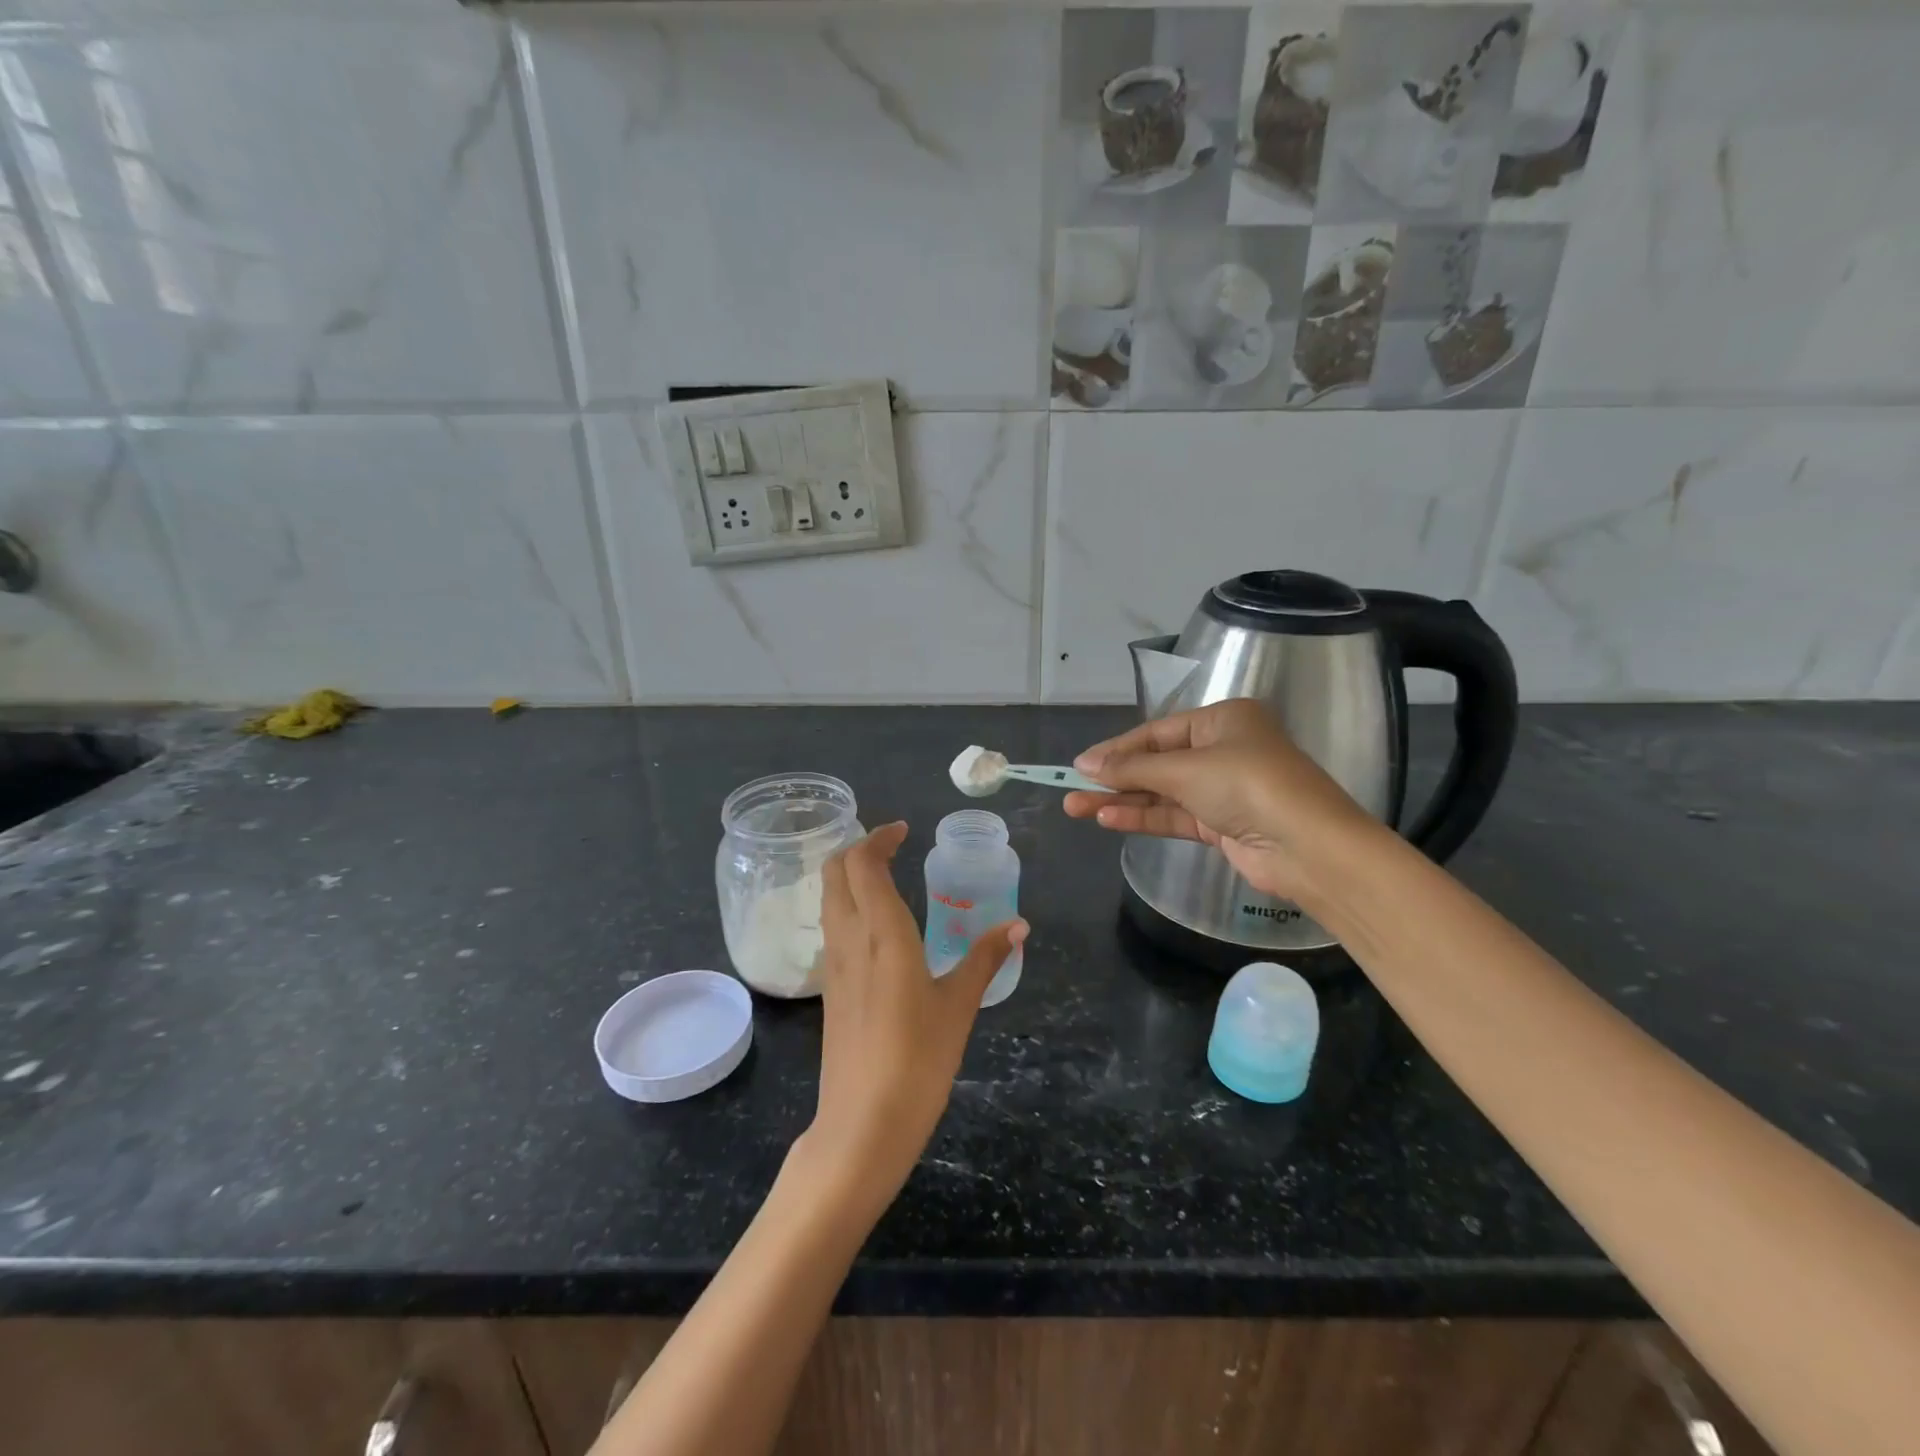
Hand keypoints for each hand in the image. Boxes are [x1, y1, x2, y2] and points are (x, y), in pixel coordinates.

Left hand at [806, 823, 1026, 1208]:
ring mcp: (833, 964)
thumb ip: (986, 958)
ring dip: (850, 875)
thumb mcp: (960, 1005)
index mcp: (881, 932)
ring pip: (829, 898)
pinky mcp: (830, 988)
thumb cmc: (919, 1059)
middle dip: (858, 847)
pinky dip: (849, 905)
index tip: (904, 830)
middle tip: (892, 846)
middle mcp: (849, 938)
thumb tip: (1018, 924)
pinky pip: (832, 926)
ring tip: (886, 876)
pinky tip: (879, 925)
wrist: (863, 1124)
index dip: (879, 837)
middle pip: (835, 871)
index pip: (862, 862)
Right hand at [1062, 699, 1372, 905]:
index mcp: (1222, 720)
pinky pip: (1174, 815)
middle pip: (1156, 763)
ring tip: (1077, 808)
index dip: (1116, 749)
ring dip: (1122, 800)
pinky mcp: (1222, 825)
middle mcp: (1223, 750)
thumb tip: (1084, 765)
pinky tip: (1109, 819)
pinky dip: (1143, 817)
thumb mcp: (1185, 769)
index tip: (1080, 765)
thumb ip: (1132, 768)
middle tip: (1071, 790)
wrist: (1308, 847)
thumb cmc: (1247, 785)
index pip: (1156, 732)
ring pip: (1161, 792)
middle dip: (1114, 778)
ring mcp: (1223, 790)